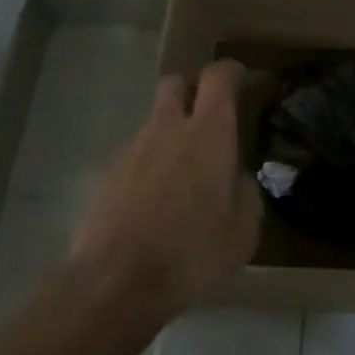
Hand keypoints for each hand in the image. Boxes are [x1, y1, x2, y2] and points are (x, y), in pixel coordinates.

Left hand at [70, 61, 262, 315]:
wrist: (115, 282)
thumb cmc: (191, 252)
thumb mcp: (243, 231)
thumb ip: (246, 193)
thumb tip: (237, 177)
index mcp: (208, 133)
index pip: (218, 77)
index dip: (231, 72)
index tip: (242, 80)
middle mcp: (168, 128)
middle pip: (176, 83)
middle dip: (193, 90)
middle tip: (209, 117)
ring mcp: (133, 149)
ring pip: (154, 120)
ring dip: (171, 130)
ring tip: (185, 170)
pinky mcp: (108, 174)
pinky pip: (136, 153)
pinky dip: (150, 162)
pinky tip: (158, 198)